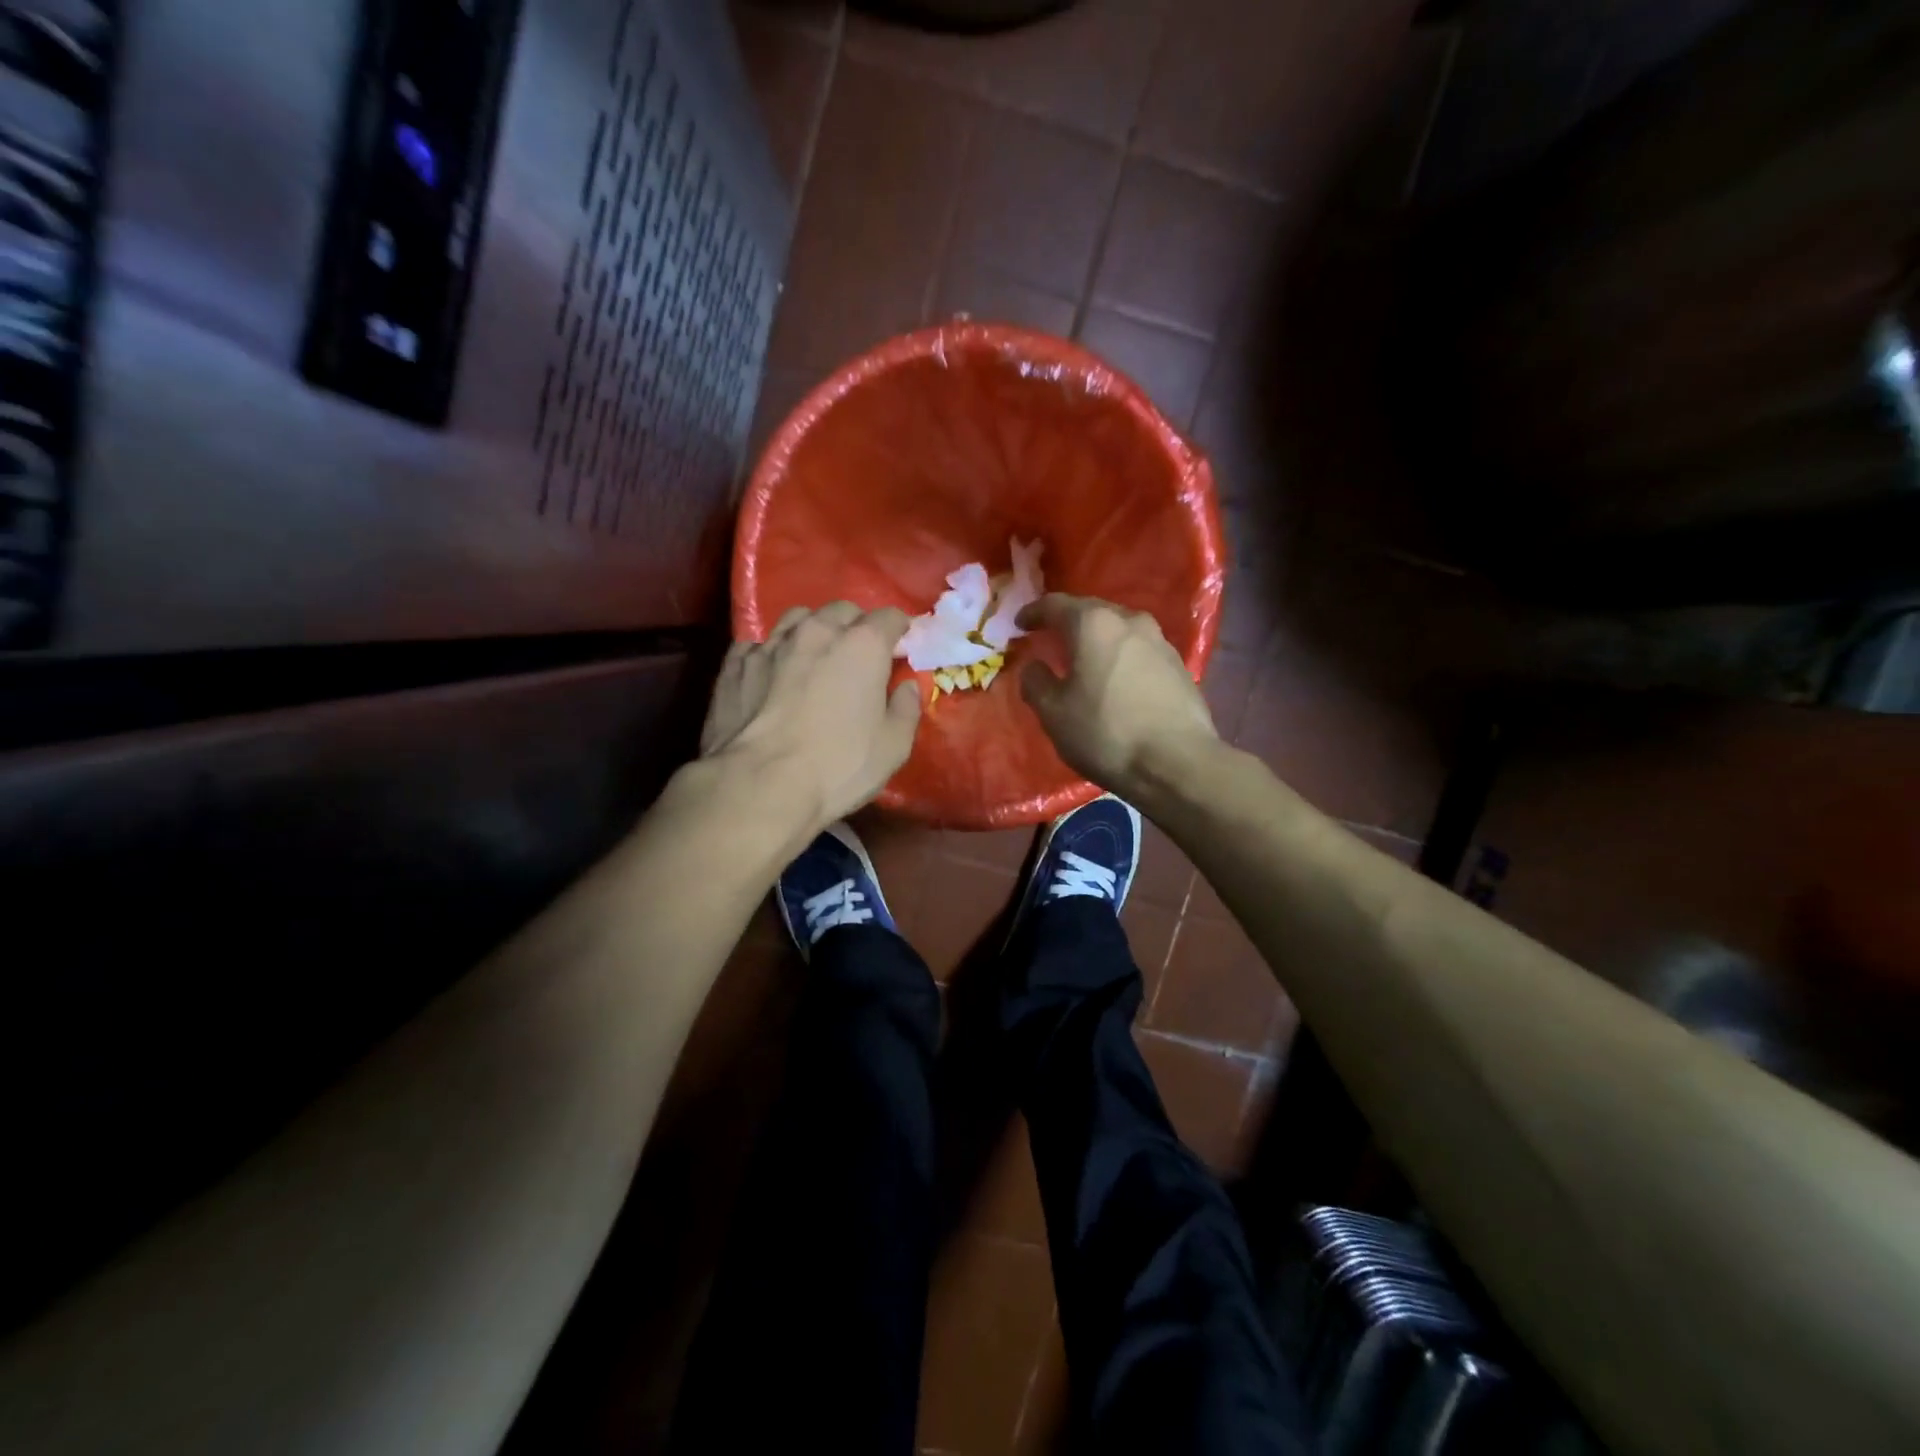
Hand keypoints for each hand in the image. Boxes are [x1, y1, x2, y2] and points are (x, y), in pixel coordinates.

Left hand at [703, 601, 921, 831]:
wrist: (759, 785)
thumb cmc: (838, 766)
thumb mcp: (893, 747)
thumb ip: (906, 709)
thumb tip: (907, 687)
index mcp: (862, 645)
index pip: (890, 617)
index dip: (899, 630)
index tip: (901, 648)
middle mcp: (817, 632)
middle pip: (842, 611)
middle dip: (856, 626)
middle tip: (859, 655)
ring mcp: (771, 644)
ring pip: (797, 619)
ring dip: (813, 631)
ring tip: (814, 657)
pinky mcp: (735, 664)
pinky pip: (759, 645)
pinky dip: (773, 653)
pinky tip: (772, 674)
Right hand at [1017, 594, 1219, 794]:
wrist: (1177, 763)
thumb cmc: (1106, 733)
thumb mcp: (1053, 713)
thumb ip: (1035, 682)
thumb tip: (1034, 667)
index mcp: (1093, 624)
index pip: (1055, 604)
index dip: (1033, 613)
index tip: (1019, 624)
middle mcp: (1129, 620)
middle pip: (1090, 611)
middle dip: (1067, 622)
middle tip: (1049, 638)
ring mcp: (1159, 641)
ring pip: (1118, 630)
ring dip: (1097, 640)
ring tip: (1082, 659)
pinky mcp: (1178, 665)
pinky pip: (1138, 650)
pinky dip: (1119, 657)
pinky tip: (1114, 679)